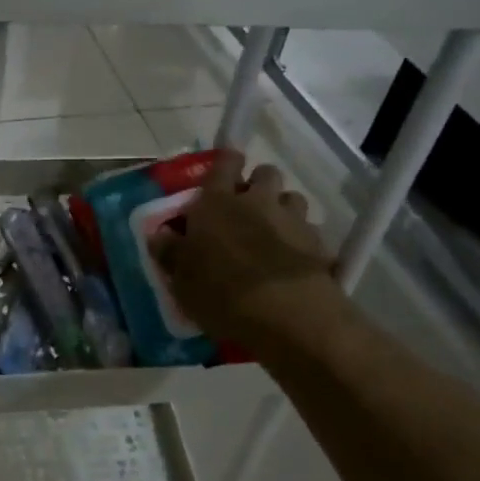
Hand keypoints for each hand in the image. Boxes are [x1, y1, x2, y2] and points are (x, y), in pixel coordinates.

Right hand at [150, 151, 349, 355]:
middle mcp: (257, 201)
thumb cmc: (222, 293)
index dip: (226, 163)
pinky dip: (301, 239)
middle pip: (265, 173)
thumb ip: (171, 253)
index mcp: (217, 203)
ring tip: (273, 233)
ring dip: (282, 208)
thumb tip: (160, 235)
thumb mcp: (183, 281)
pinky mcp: (319, 243)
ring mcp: (292, 219)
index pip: (225, 163)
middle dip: (258, 184)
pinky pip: (310, 229)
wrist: (288, 317)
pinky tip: (294, 260)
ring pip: (291, 198)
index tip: (224, 174)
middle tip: (246, 208)